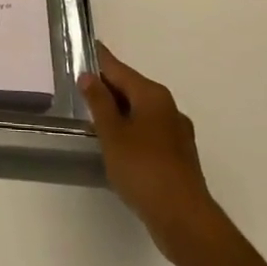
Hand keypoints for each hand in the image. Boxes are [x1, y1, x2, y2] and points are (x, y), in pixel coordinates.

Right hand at [78, 41, 224, 265]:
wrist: (184, 219)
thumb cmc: (143, 169)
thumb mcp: (112, 133)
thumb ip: (99, 102)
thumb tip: (89, 76)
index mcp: (152, 95)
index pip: (119, 69)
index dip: (100, 59)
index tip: (87, 46)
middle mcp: (168, 107)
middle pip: (132, 88)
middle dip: (108, 86)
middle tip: (82, 84)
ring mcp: (177, 133)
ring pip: (141, 112)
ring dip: (120, 111)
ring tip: (94, 115)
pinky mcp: (178, 156)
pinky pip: (149, 132)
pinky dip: (131, 130)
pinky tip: (118, 145)